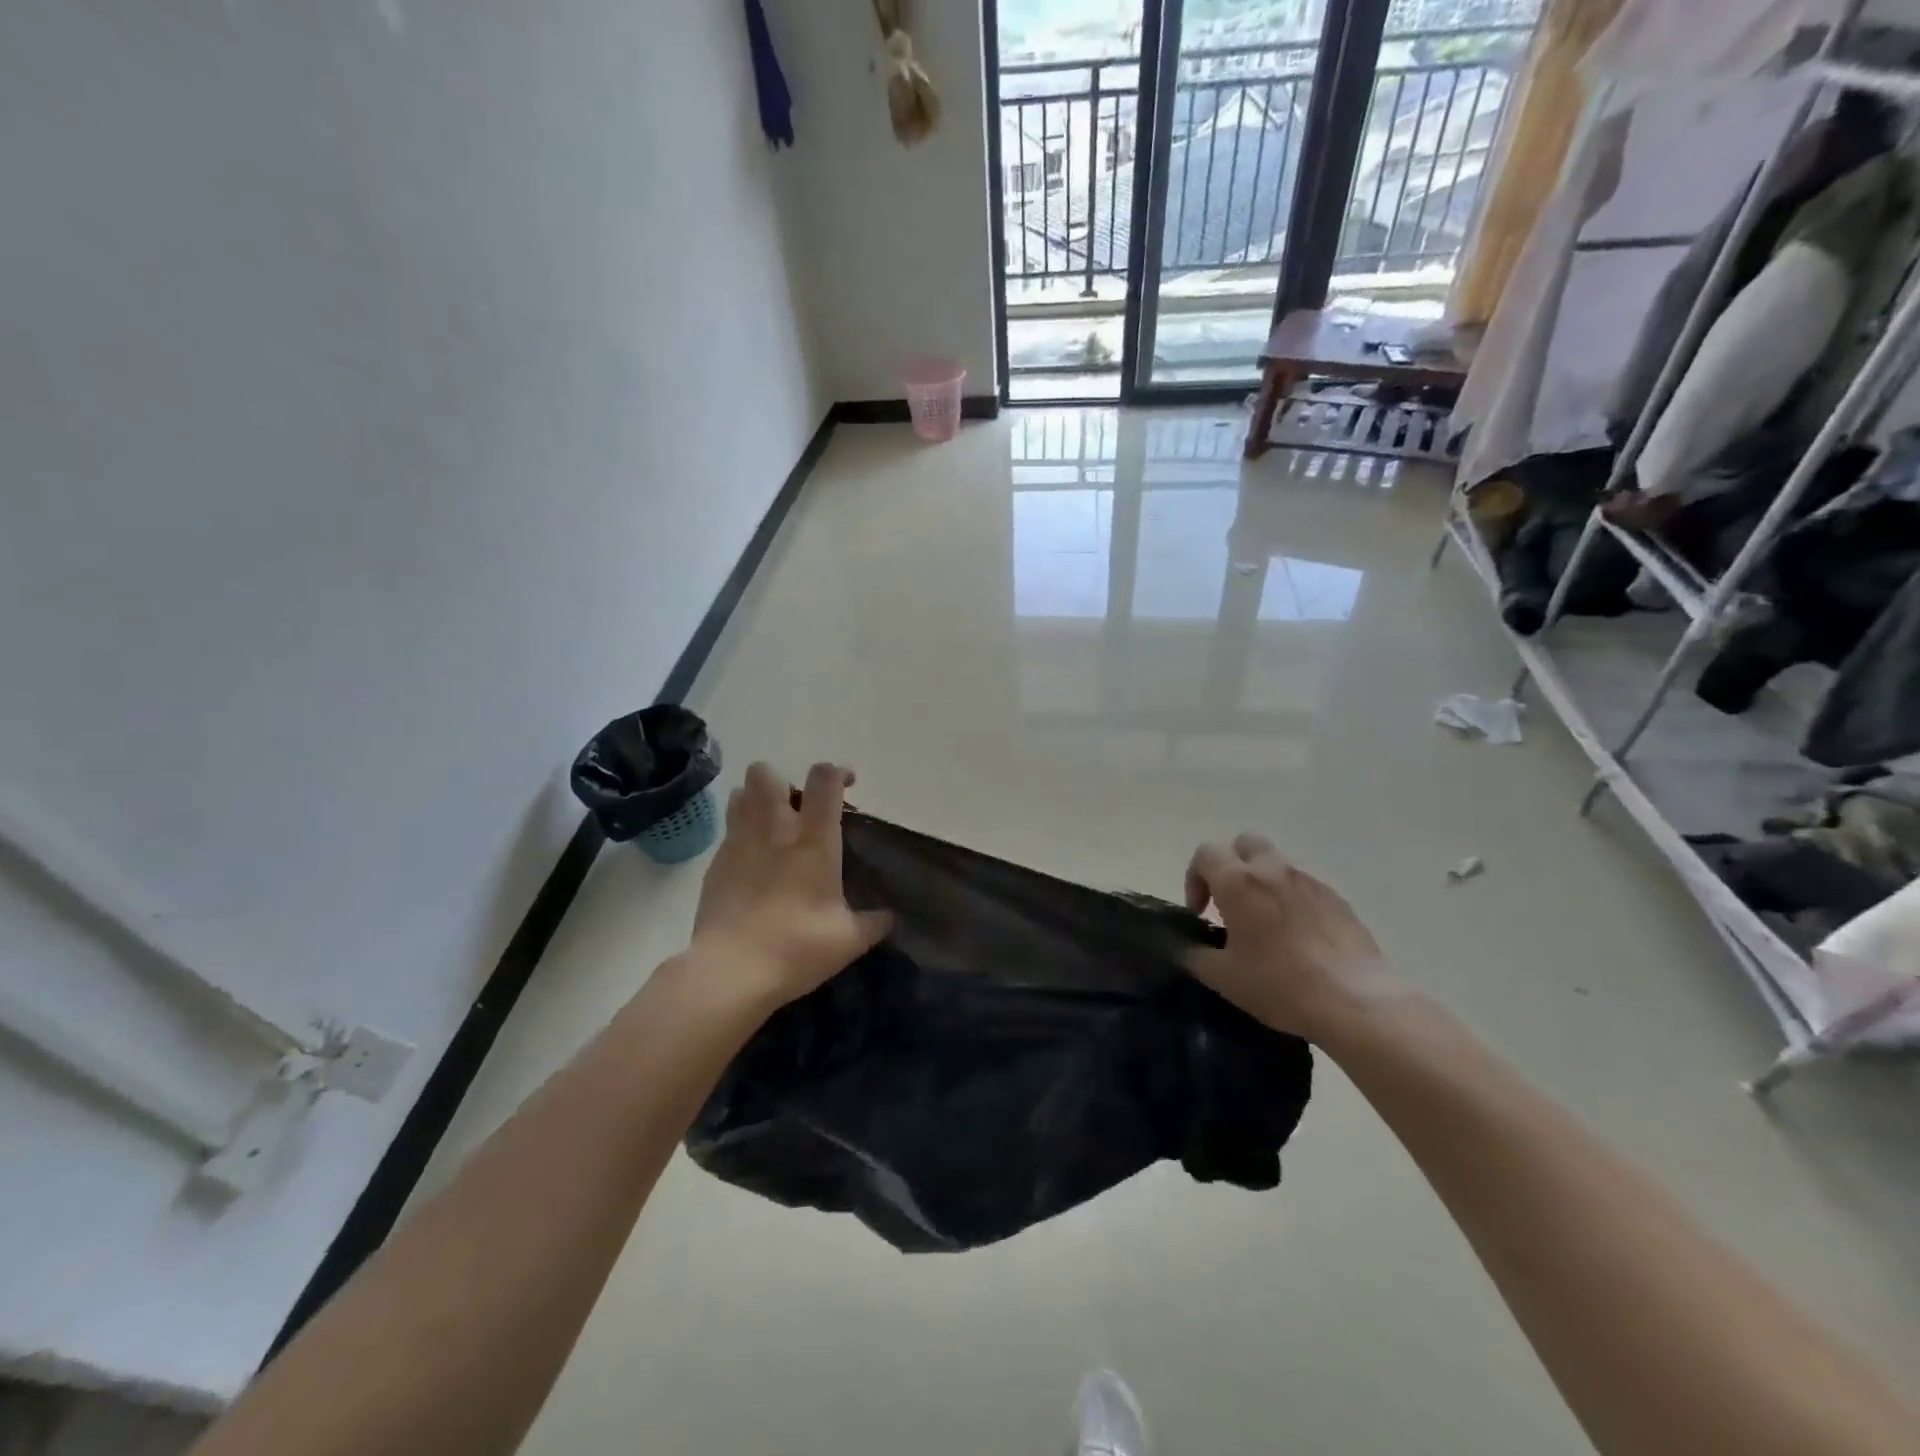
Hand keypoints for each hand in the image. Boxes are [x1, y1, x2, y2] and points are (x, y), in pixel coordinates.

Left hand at [687, 761, 891, 1011]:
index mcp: (813, 841)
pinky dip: (741, 833)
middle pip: (767, 774)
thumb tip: (889, 917)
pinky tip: (751, 862)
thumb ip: (873, 922)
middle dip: (782, 781)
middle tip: (798, 809)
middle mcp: (774, 830)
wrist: (731, 972)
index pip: (824, 780)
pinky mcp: (715, 864)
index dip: (837, 773)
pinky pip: (729, 831)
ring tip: (771, 826)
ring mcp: (739, 844)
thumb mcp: (849, 940)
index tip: (847, 786)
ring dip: (757, 800)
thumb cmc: (797, 948)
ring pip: (741, 794)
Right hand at [1183, 833, 1407, 1039]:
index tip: (1201, 914)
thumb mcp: (1223, 978)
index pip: (1205, 853)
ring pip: (1277, 862)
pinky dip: (1291, 898)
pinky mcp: (1338, 898)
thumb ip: (1195, 955)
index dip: (1194, 879)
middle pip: (1244, 843)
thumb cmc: (1280, 985)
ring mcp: (1310, 880)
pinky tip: (1297, 936)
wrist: (1357, 1003)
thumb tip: (1187, 948)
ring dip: (1262, 880)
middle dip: (1231, 865)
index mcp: (1239, 882)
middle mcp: (1273, 870)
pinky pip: (1304, 884)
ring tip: (1264, 923)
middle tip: (1229, 903)